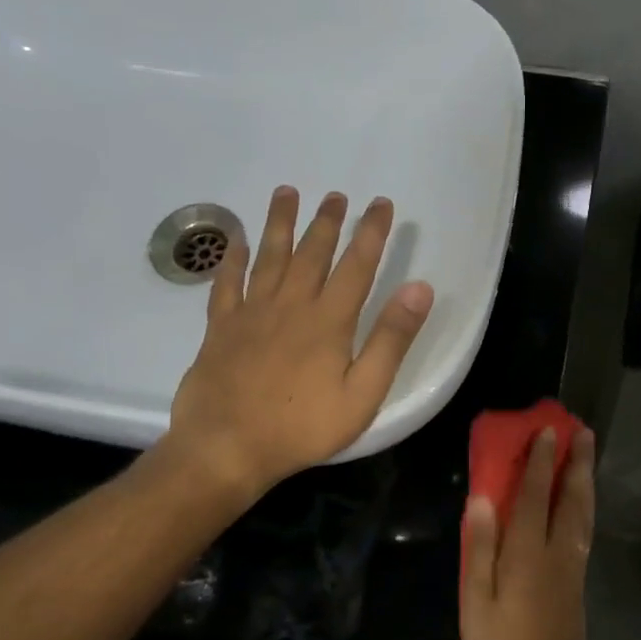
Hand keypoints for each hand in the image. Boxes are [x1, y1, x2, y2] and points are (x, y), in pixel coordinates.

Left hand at [148, 186, 433, 501]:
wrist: (227, 447)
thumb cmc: (302, 426)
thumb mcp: (362, 393)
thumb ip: (391, 340)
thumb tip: (419, 289)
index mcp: (329, 321)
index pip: (357, 265)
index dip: (371, 232)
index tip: (381, 204)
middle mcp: (290, 305)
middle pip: (312, 253)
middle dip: (327, 222)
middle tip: (336, 195)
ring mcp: (251, 313)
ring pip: (269, 257)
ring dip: (279, 224)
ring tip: (286, 192)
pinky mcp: (220, 328)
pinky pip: (226, 283)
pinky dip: (231, 259)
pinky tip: (236, 241)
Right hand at [459, 425, 597, 639]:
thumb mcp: (476, 603)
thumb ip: (479, 550)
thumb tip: (480, 500)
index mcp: (527, 554)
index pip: (533, 496)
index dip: (539, 462)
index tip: (546, 430)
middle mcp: (556, 551)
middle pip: (569, 497)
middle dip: (576, 462)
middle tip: (582, 430)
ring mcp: (572, 565)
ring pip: (582, 511)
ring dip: (585, 478)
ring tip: (587, 452)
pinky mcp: (578, 578)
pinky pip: (584, 527)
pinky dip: (585, 503)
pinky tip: (582, 498)